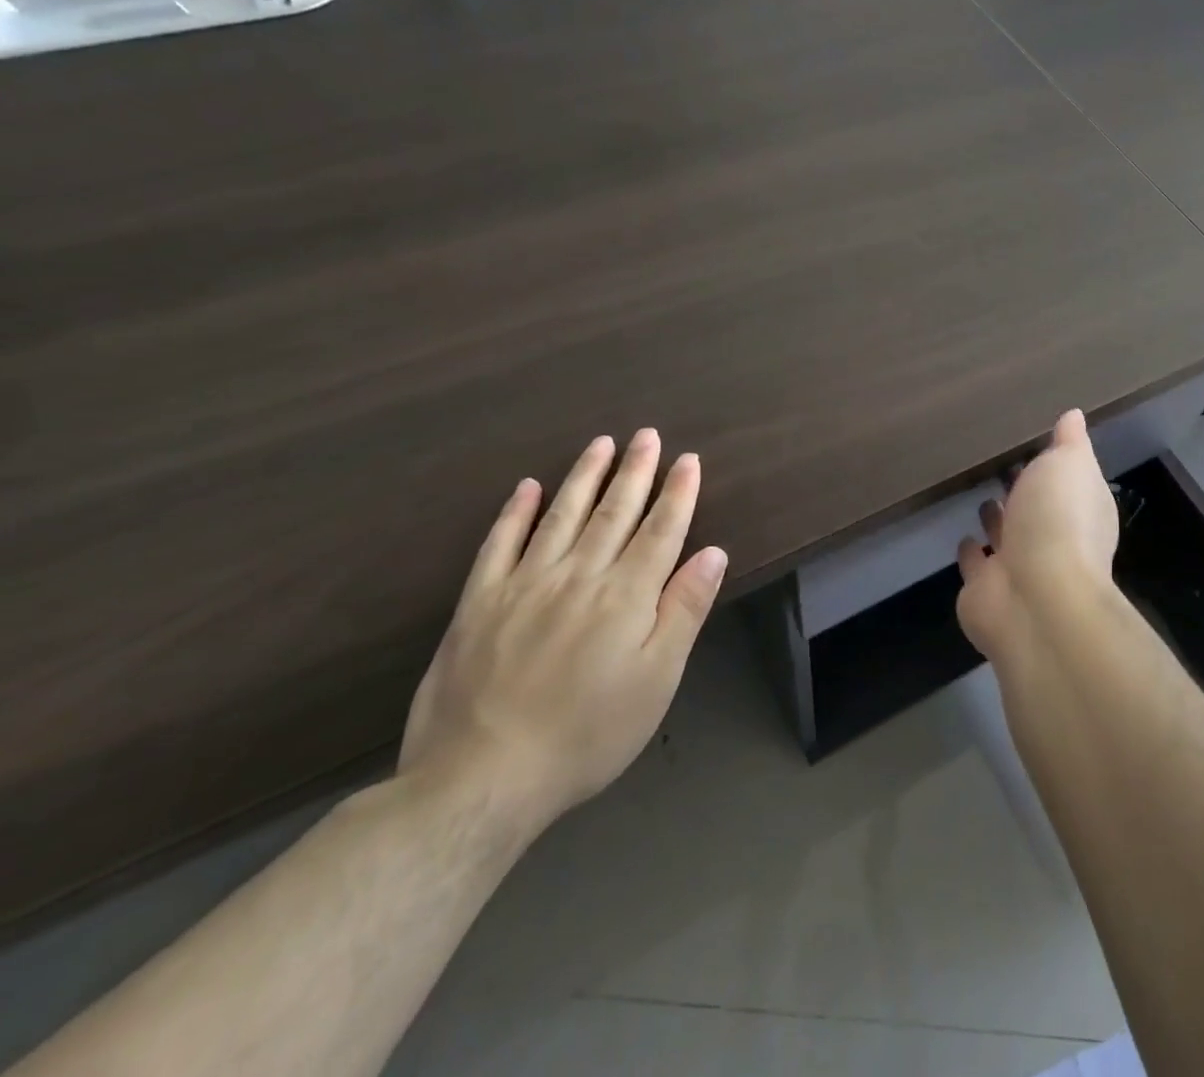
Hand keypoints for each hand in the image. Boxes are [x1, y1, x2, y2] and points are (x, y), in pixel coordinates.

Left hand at [399, 430, 727, 835]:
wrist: (481, 780)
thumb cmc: (587, 733)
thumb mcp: (657, 680)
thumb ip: (685, 610)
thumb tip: (712, 553)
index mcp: (626, 595)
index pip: (660, 530)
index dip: (677, 493)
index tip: (688, 459)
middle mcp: (579, 575)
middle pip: (614, 512)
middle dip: (635, 471)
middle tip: (647, 435)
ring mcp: (524, 584)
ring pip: (562, 515)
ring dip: (585, 477)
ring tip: (601, 444)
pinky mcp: (478, 603)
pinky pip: (499, 544)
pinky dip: (514, 512)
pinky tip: (527, 487)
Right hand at [957, 409, 1120, 665]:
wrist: (1034, 597)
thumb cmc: (1058, 521)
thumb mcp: (1070, 465)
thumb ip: (1070, 442)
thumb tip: (1073, 416)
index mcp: (1081, 510)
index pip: (1068, 481)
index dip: (1053, 464)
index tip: (1031, 442)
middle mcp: (1054, 541)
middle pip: (1036, 509)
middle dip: (1023, 491)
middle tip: (999, 465)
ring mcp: (1019, 568)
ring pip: (1007, 537)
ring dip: (998, 520)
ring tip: (980, 494)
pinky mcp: (986, 590)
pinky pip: (976, 564)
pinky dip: (971, 552)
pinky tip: (962, 537)